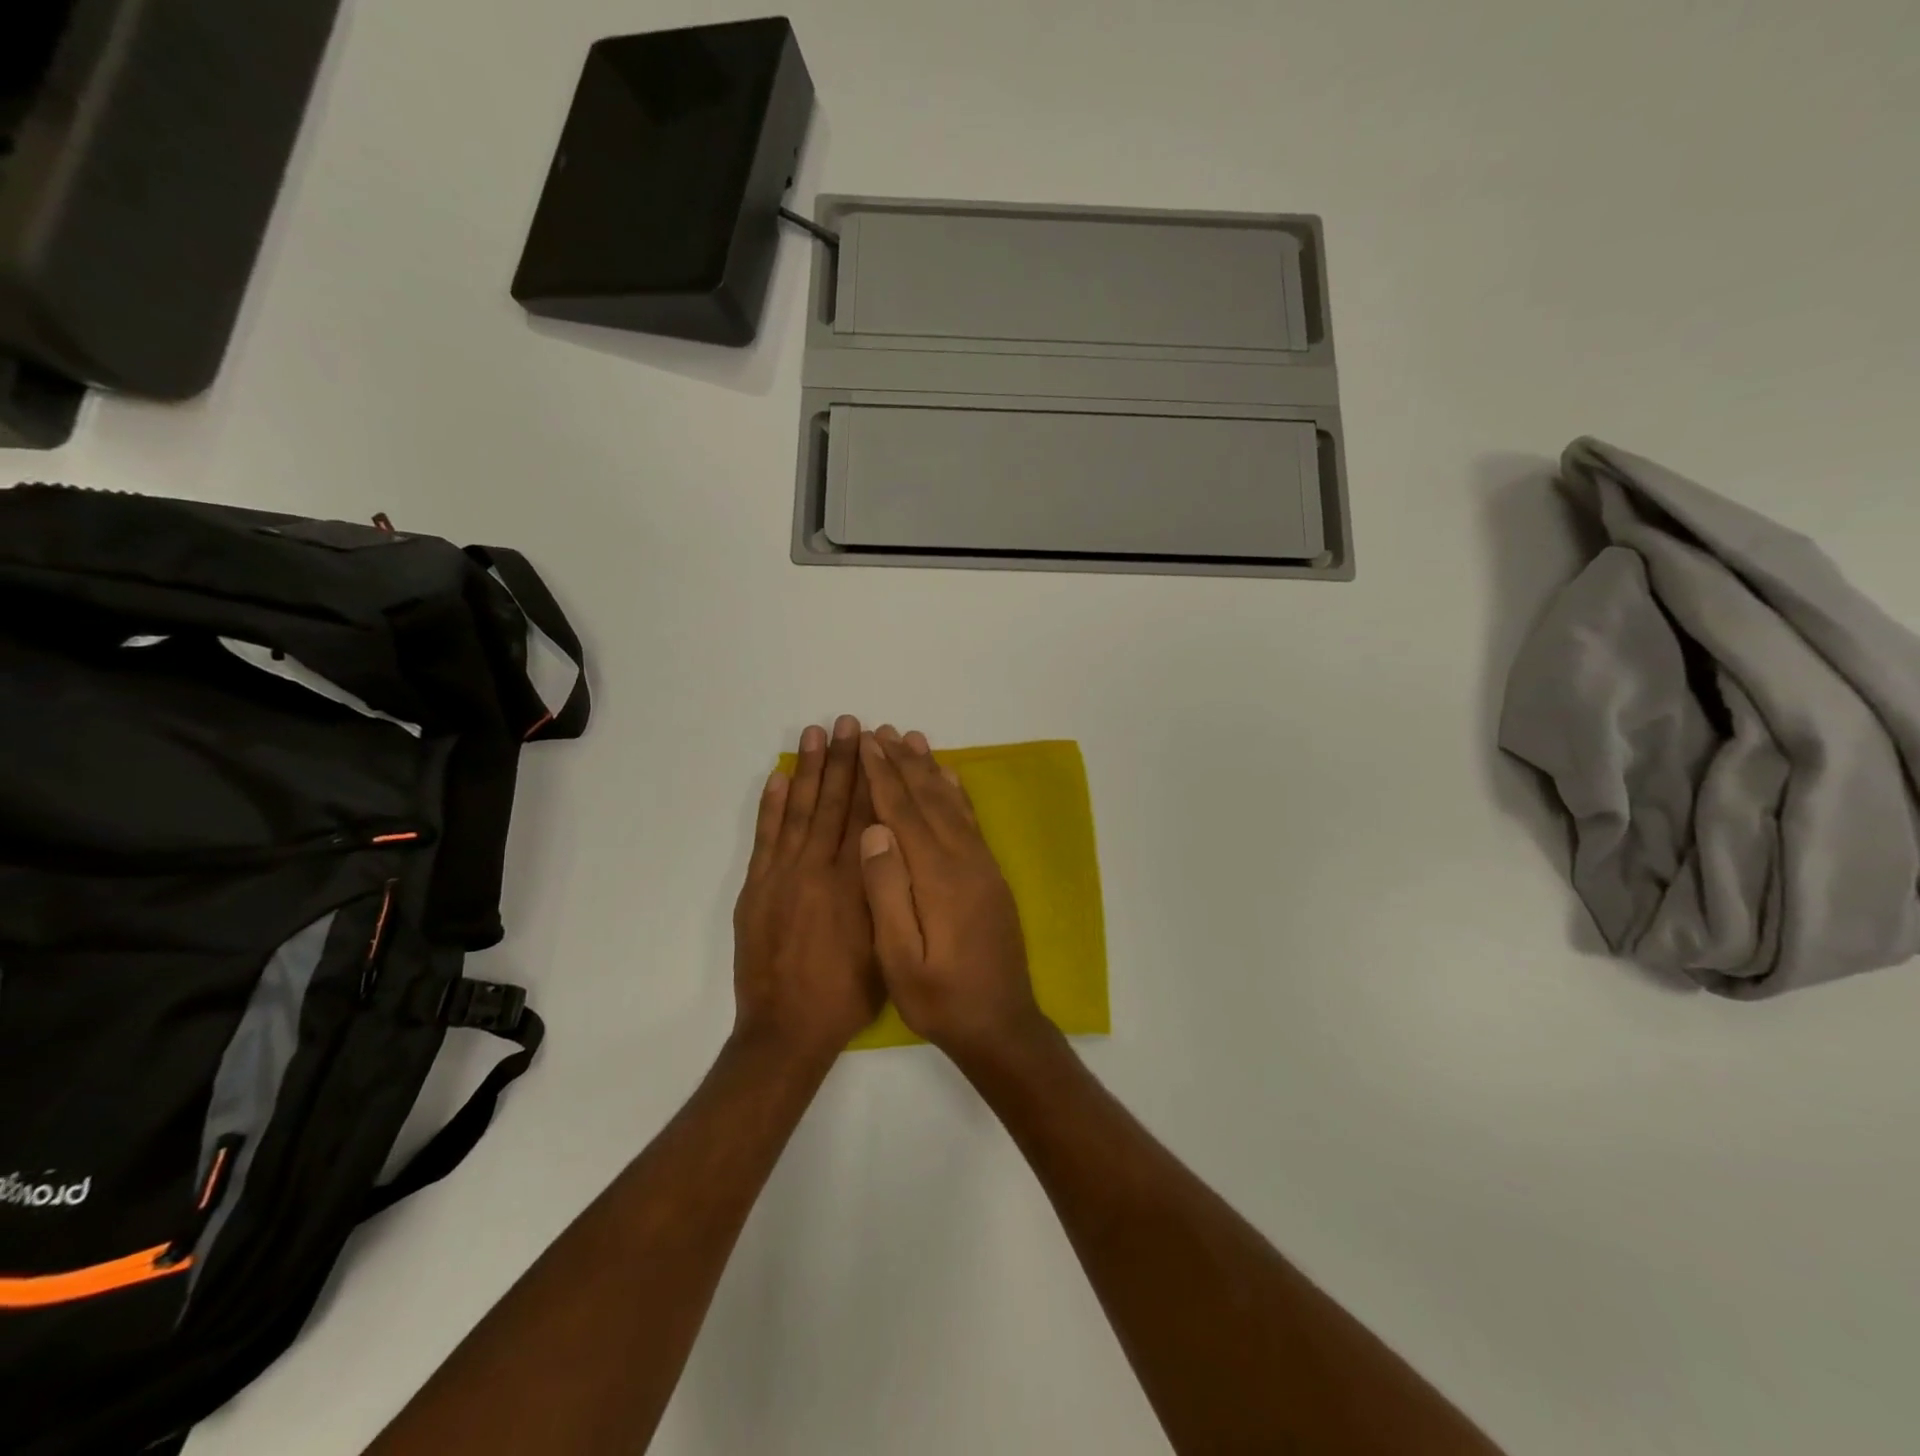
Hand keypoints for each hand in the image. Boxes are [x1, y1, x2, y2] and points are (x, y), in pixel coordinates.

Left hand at [732, 716, 884, 1062]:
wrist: (788, 1029)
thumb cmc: (847, 993)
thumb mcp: (885, 944)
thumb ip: (887, 891)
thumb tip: (891, 846)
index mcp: (856, 881)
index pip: (867, 815)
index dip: (873, 775)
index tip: (878, 743)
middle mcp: (820, 868)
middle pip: (834, 802)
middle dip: (843, 759)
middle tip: (848, 721)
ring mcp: (783, 875)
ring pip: (800, 811)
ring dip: (808, 770)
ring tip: (814, 734)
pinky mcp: (757, 888)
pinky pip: (765, 837)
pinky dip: (771, 806)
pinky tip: (779, 778)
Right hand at [856, 726, 1048, 1060]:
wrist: (1000, 1024)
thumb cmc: (940, 998)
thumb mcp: (900, 958)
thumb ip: (887, 892)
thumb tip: (873, 831)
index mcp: (937, 877)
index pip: (902, 813)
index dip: (881, 776)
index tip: (864, 744)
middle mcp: (964, 860)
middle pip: (928, 799)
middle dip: (901, 763)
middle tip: (879, 730)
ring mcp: (982, 866)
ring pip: (951, 803)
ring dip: (929, 769)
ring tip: (911, 739)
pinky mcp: (991, 875)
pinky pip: (971, 821)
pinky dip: (956, 793)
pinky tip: (949, 779)